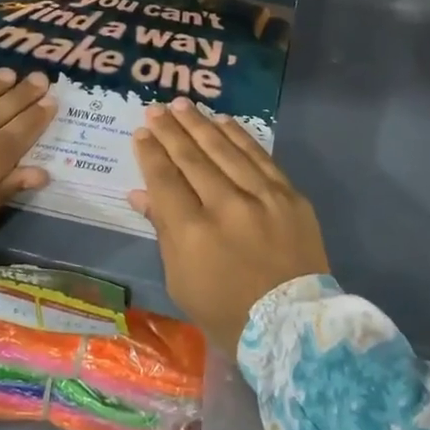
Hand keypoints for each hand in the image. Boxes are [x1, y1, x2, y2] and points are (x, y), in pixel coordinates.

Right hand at [129, 96, 329, 356]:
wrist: (291, 324)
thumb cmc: (227, 311)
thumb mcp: (181, 280)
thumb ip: (162, 231)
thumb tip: (139, 194)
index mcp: (193, 234)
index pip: (165, 180)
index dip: (151, 154)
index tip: (141, 133)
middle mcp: (226, 206)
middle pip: (192, 158)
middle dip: (171, 130)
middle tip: (155, 109)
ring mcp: (262, 197)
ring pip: (225, 150)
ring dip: (201, 124)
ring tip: (183, 105)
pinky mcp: (289, 195)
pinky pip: (260, 157)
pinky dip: (240, 137)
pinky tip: (224, 122)